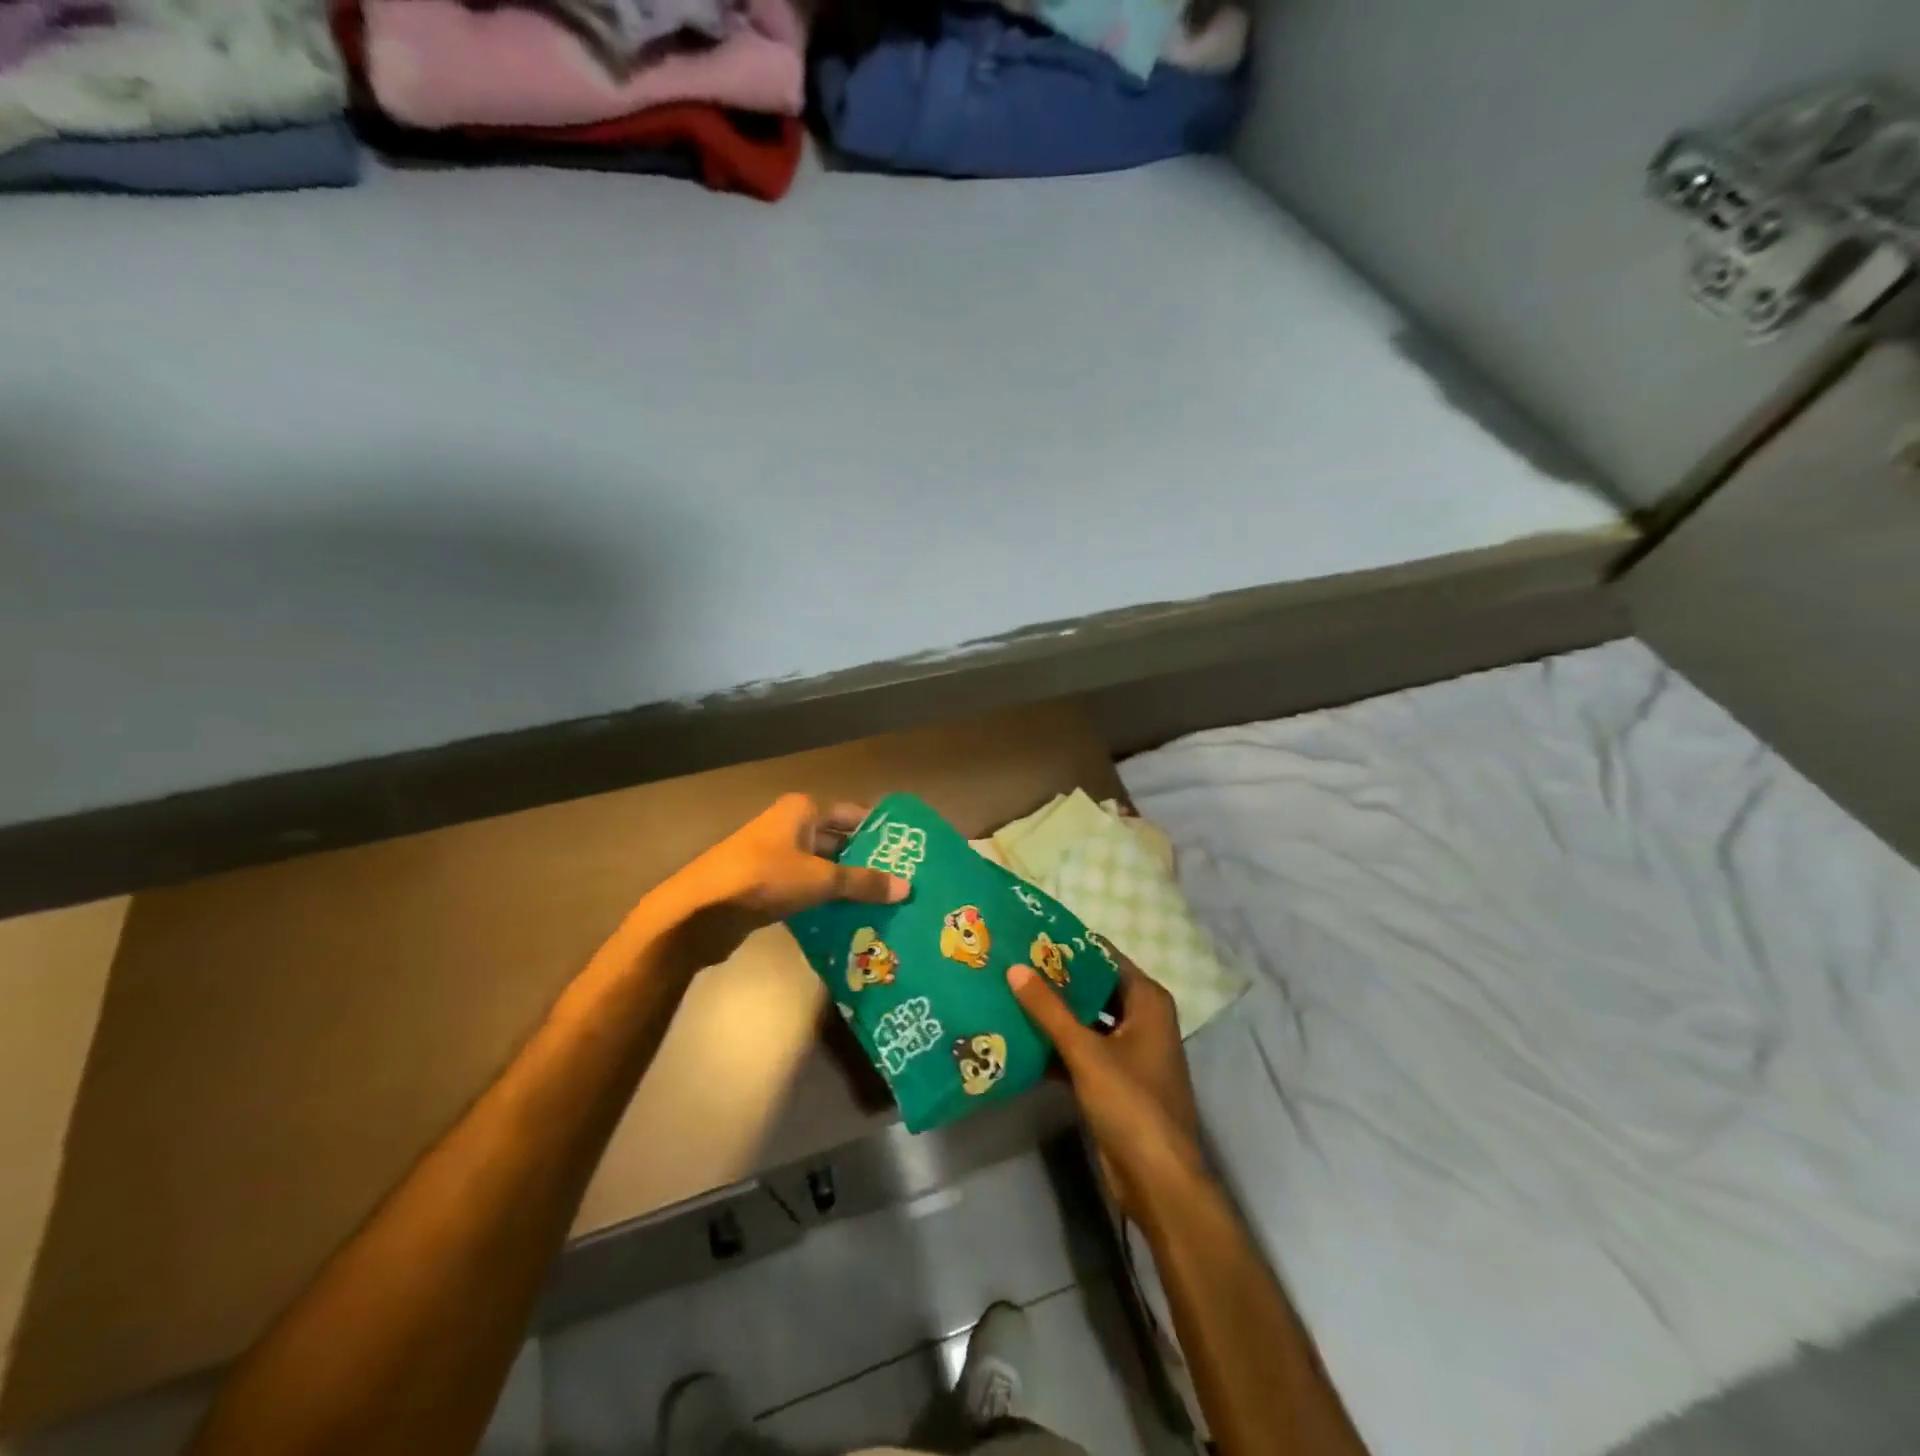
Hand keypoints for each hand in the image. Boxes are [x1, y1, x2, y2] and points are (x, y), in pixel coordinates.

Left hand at [651, 794, 909, 968]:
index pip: (852, 814)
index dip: (878, 831)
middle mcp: (789, 826)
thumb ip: (862, 882)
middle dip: (865, 861)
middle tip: (901, 882)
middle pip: (837, 841)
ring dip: (845, 884)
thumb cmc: (764, 878)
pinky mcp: (764, 885)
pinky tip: (848, 919)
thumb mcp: (820, 879)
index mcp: (802, 810)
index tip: (907, 851)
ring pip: (821, 867)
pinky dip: (823, 900)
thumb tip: (907, 887)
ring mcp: (774, 855)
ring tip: (882, 904)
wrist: (700, 911)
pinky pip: (804, 888)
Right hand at [1008, 953, 1205, 1219]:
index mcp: (1147, 1001)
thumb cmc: (1131, 1103)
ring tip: (1009, 993)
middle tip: (1011, 962)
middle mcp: (1141, 1019)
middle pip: (1093, 987)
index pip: (1104, 957)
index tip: (1030, 934)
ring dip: (1053, 1013)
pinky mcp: (1114, 1079)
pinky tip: (1020, 1038)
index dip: (1069, 946)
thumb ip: (1049, 1009)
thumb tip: (1014, 968)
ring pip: (1085, 1020)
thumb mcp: (1087, 1052)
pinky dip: (1056, 1044)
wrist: (1158, 1180)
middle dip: (1056, 979)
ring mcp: (1128, 1050)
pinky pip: (1081, 1049)